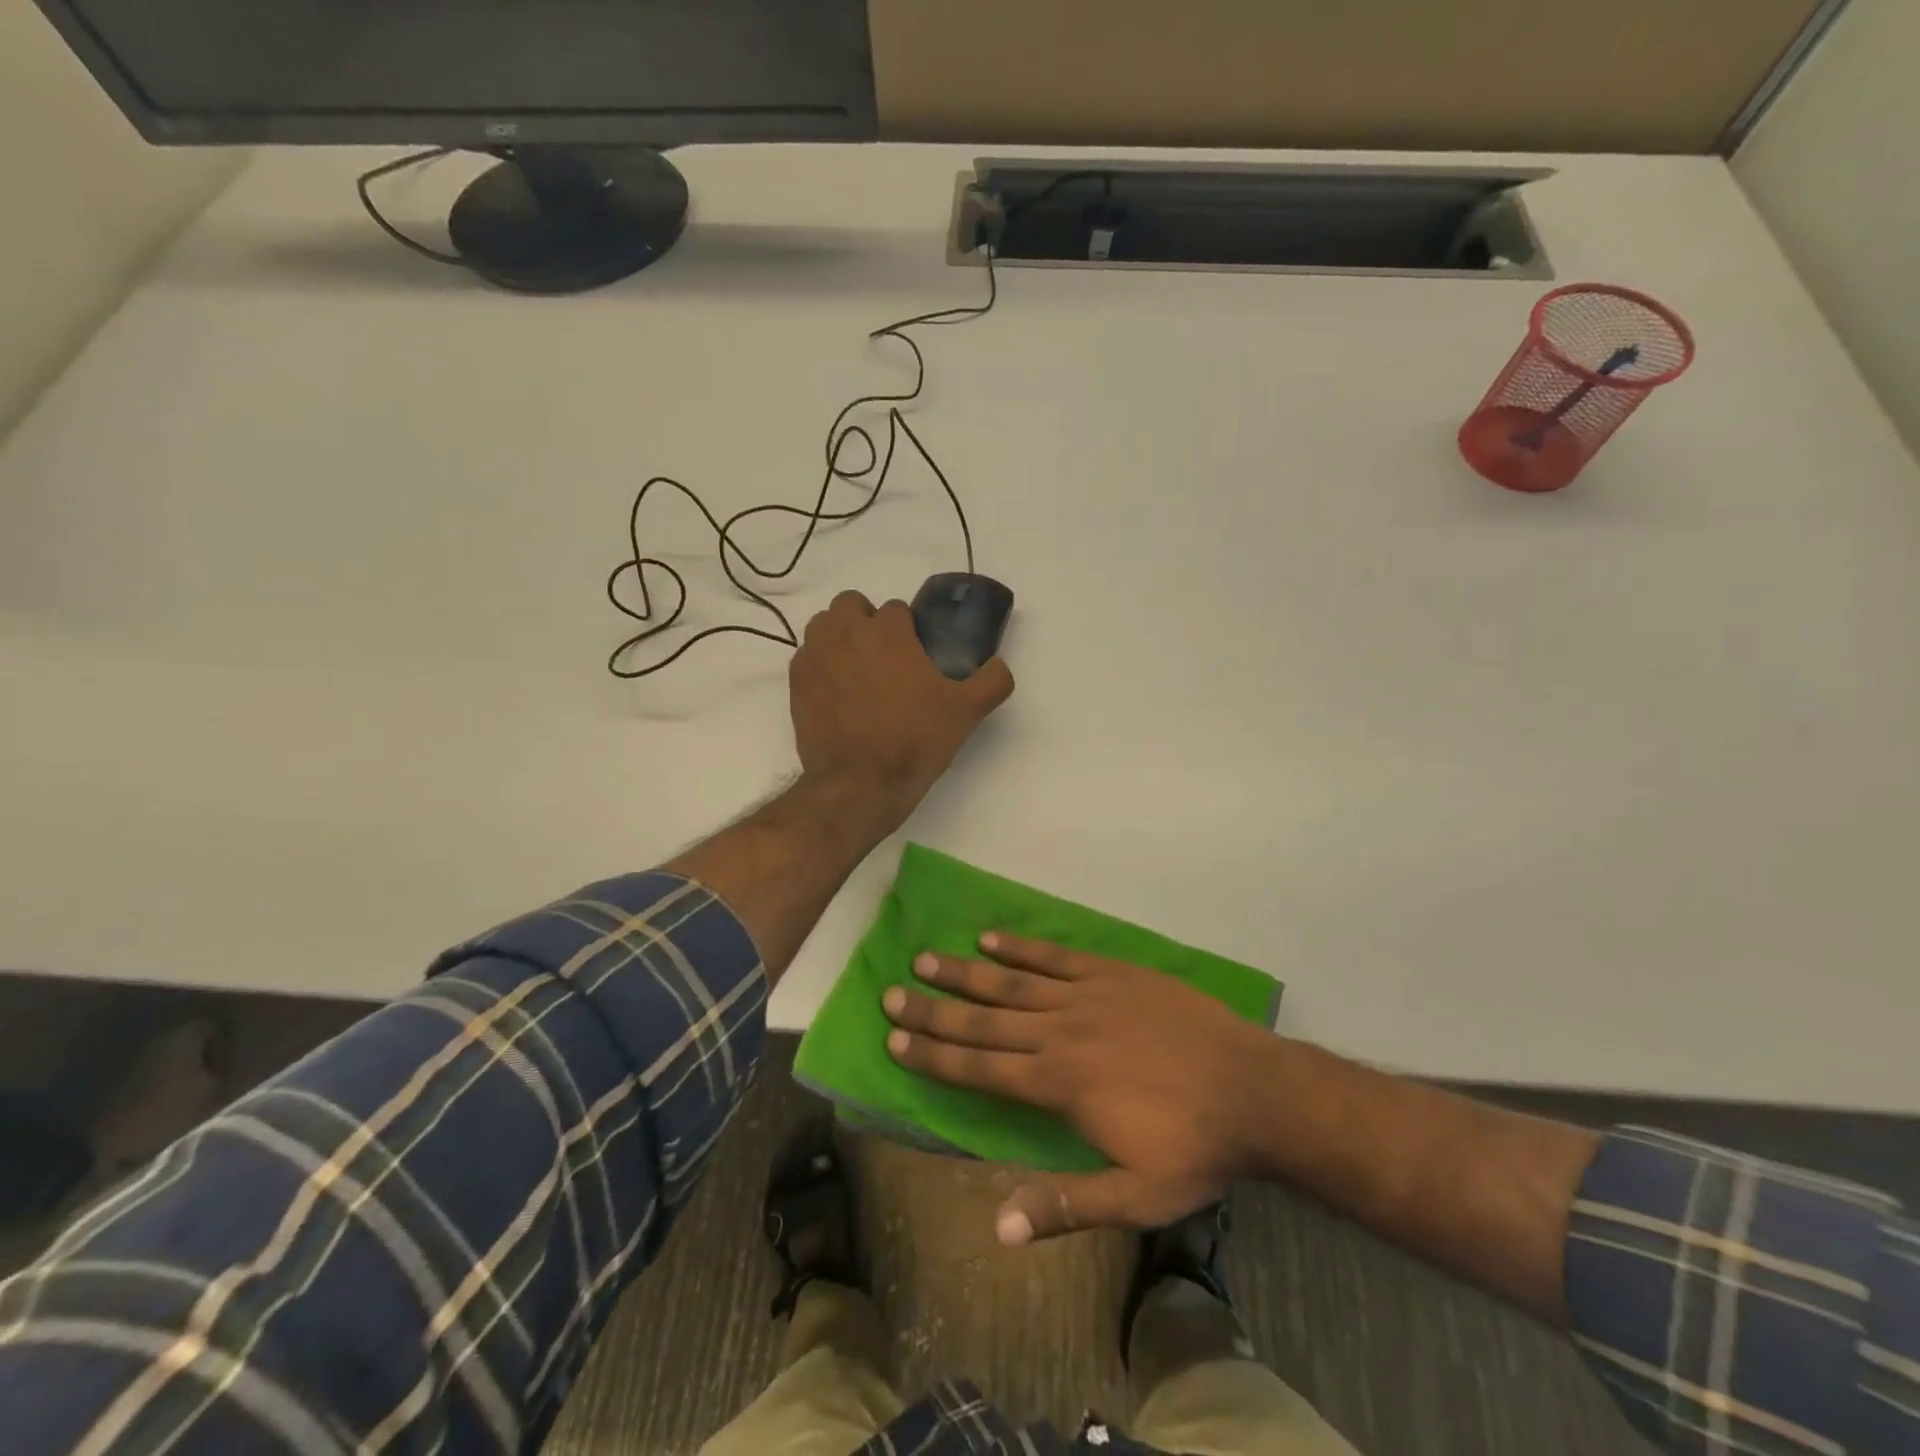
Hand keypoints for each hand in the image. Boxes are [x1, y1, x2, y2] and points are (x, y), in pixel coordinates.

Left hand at [790, 590, 1012, 830]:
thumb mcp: (967, 712)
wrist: (860, 783)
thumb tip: (1000, 664)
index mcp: (889, 632)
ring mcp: (816, 656)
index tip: (916, 655)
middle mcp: (847, 633)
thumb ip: (992, 681)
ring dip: (839, 635)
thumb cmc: (914, 741)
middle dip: (866, 621)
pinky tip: (836, 690)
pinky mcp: (796, 682)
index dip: (908, 629)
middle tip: (884, 656)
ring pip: (823, 624)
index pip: (896, 608)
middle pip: (851, 604)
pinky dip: (819, 663)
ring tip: (856, 668)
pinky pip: (805, 655)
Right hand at [883, 933, 1282, 1244]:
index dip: (935, 1054)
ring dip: (966, 971)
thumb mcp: (1134, 1197)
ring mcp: (1087, 996)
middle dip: (935, 1008)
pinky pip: (1056, 956)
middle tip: (893, 993)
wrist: (1254, 1091)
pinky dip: (1021, 947)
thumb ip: (1063, 1205)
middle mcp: (1061, 1033)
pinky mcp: (1113, 972)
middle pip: (985, 1019)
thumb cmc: (1192, 1148)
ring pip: (1012, 981)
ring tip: (927, 958)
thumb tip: (995, 1227)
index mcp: (1059, 1084)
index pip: (981, 1067)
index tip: (896, 1038)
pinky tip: (991, 938)